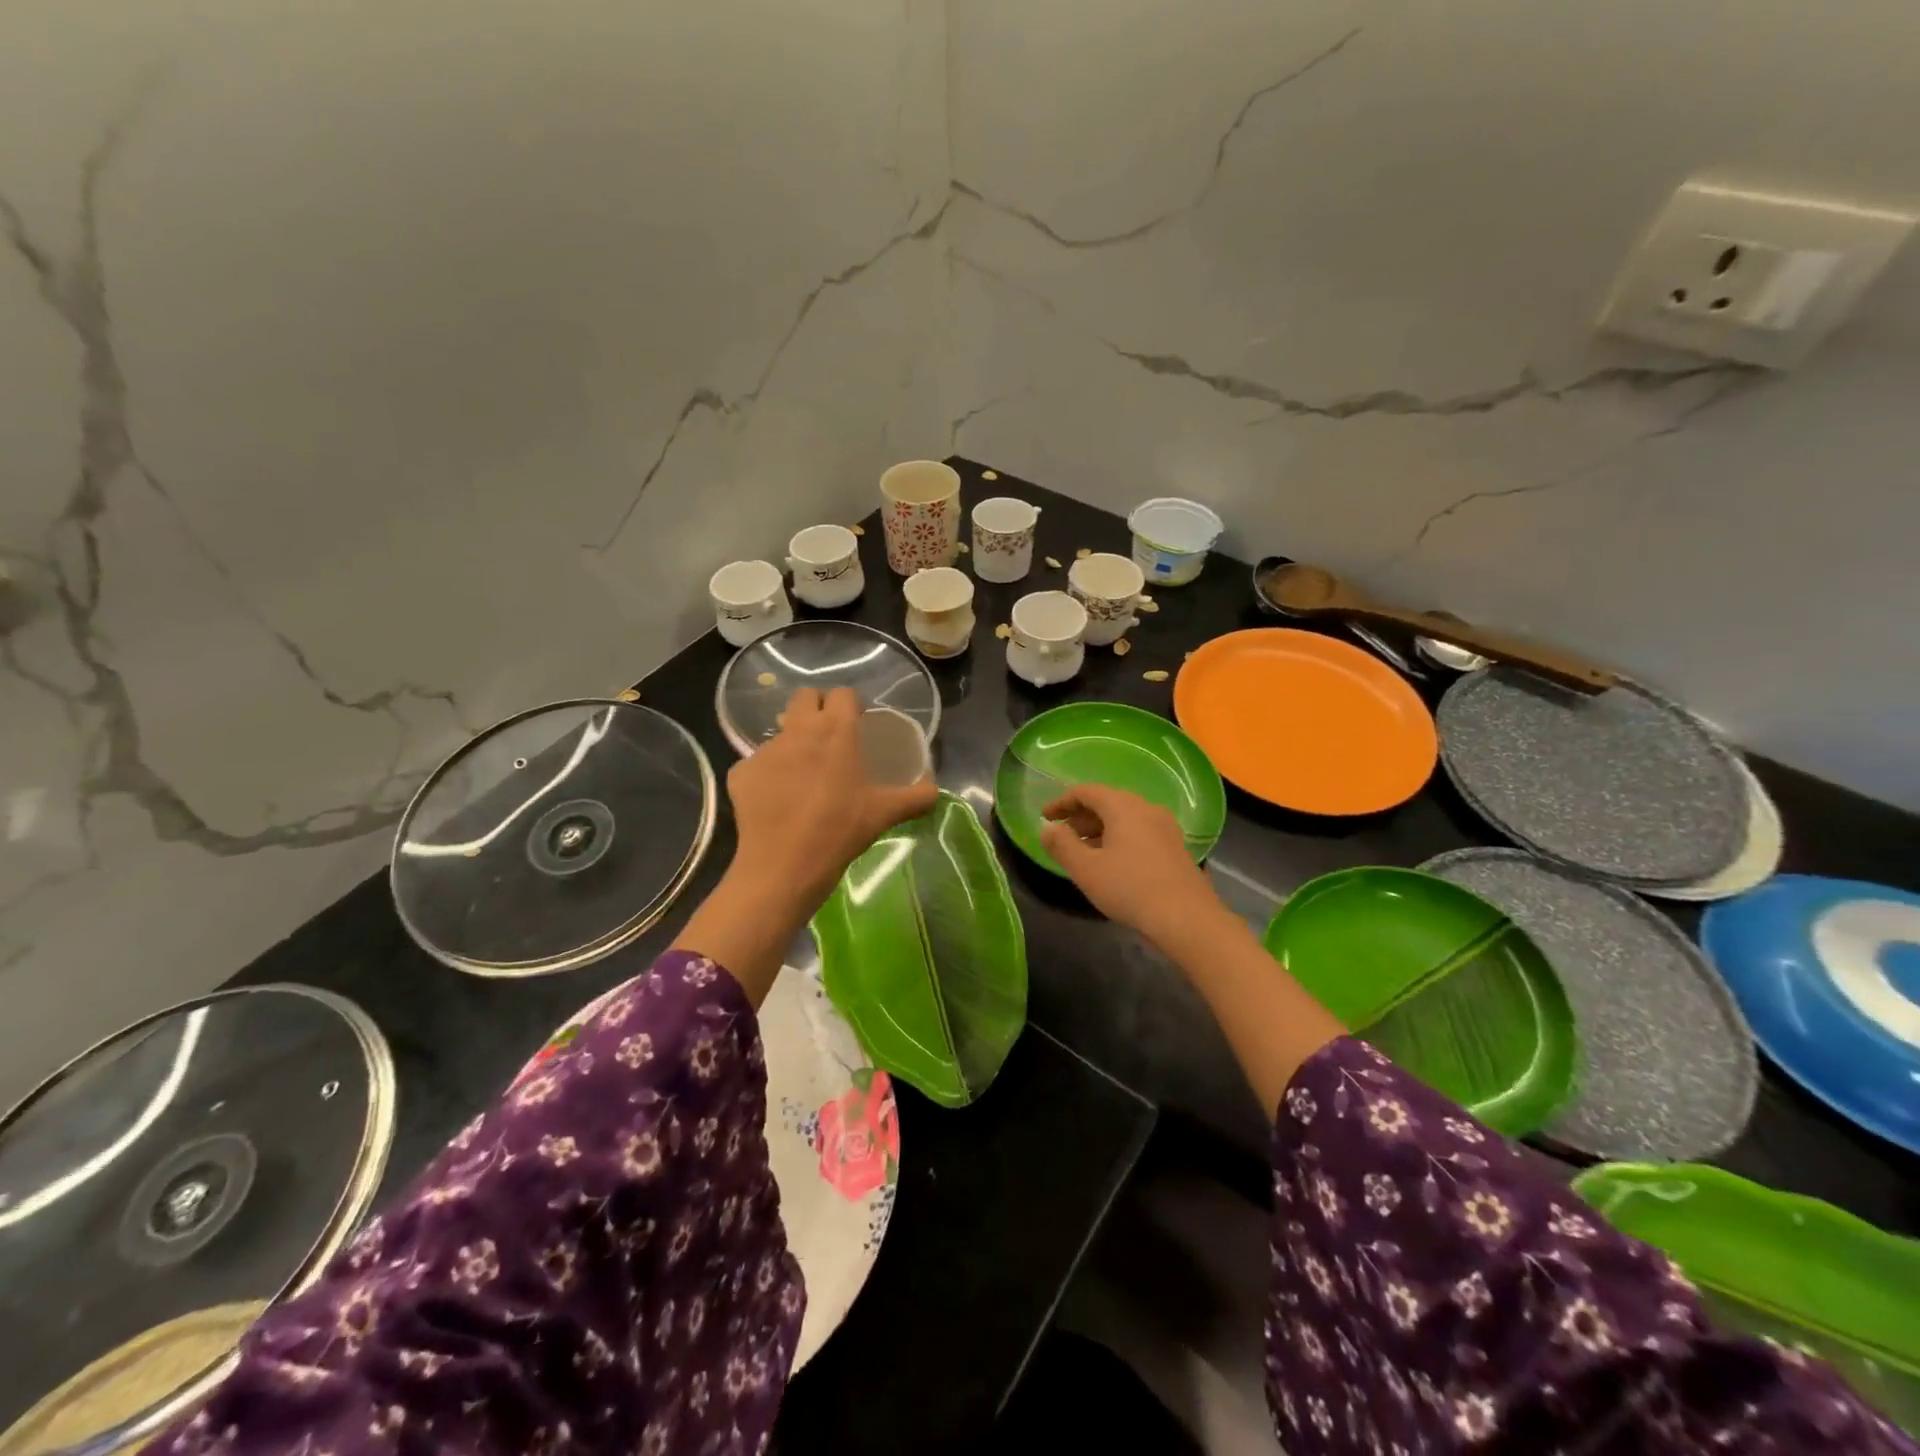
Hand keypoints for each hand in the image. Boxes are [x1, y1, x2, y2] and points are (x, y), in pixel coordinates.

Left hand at [727, 686, 936, 911]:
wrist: (784, 865)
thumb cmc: (841, 830)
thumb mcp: (885, 813)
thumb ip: (916, 797)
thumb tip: (935, 790)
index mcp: (836, 730)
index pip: (843, 693)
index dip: (852, 705)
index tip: (859, 723)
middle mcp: (798, 730)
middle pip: (804, 697)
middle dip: (817, 708)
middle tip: (830, 737)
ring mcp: (765, 750)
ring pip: (781, 732)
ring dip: (794, 743)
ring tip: (804, 775)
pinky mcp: (740, 772)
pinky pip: (758, 765)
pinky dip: (769, 776)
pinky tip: (778, 802)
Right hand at [1040, 783, 1224, 947]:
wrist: (1186, 918)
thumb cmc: (1129, 889)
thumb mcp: (1086, 869)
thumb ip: (1062, 845)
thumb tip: (1048, 828)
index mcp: (1123, 806)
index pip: (1086, 792)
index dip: (1062, 802)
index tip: (1045, 817)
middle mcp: (1146, 808)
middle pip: (1107, 802)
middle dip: (1081, 815)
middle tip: (1062, 835)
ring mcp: (1165, 827)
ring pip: (1125, 818)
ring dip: (1100, 828)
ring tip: (1083, 851)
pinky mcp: (1175, 846)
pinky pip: (1140, 831)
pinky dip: (1119, 838)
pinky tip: (1112, 862)